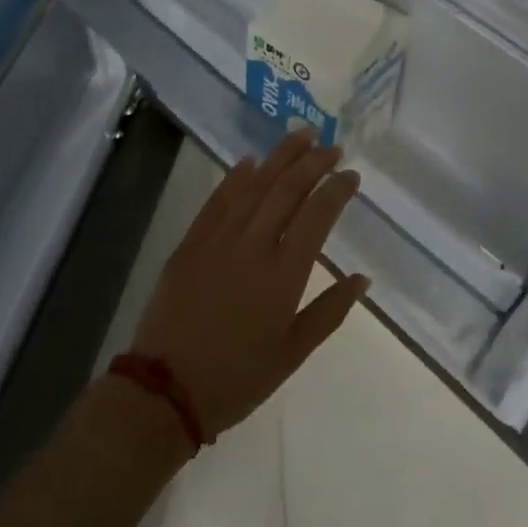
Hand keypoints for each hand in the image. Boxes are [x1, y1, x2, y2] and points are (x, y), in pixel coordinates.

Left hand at [128, 128, 370, 440]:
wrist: (165, 391)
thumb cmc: (237, 378)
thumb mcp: (292, 354)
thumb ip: (329, 312)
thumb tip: (362, 279)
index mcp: (284, 274)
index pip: (317, 216)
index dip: (337, 190)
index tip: (351, 174)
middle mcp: (254, 246)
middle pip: (288, 190)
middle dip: (313, 162)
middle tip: (331, 146)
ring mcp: (219, 239)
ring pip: (255, 184)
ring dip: (280, 156)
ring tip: (301, 135)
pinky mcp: (191, 242)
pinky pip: (217, 200)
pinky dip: (236, 176)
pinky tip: (250, 160)